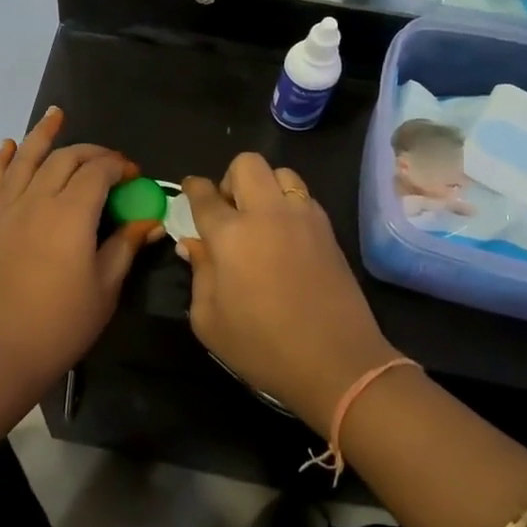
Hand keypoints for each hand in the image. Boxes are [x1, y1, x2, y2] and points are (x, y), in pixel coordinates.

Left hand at [0, 108, 163, 394]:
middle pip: (65, 159)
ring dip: (44, 135)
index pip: (98, 172)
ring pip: (27, 158)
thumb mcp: (105, 287)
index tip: (134, 175)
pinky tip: (11, 146)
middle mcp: (36, 200)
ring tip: (56, 115)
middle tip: (109, 162)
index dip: (119, 166)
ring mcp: (5, 208)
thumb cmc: (61, 325)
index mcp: (71, 214)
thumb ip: (125, 246)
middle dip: (91, 152)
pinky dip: (4, 158)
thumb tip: (148, 219)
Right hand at [180, 155, 401, 428]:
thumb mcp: (209, 320)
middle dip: (230, 179)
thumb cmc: (262, 347)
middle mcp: (267, 214)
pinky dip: (289, 204)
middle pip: (247, 164)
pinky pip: (304, 197)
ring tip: (260, 219)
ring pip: (282, 173)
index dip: (192, 188)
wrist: (336, 362)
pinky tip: (285, 235)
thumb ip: (199, 274)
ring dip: (265, 187)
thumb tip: (194, 245)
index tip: (189, 192)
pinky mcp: (328, 230)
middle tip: (227, 210)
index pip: (204, 194)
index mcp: (231, 234)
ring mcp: (304, 218)